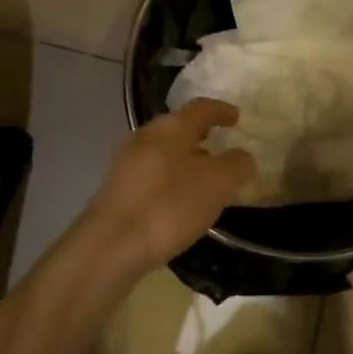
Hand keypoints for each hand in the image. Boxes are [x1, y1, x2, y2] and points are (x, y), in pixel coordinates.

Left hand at [86, 98, 253, 271]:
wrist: (111, 246)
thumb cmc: (169, 205)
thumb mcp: (217, 184)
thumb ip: (236, 165)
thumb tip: (242, 156)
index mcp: (171, 127)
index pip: (201, 107)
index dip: (221, 110)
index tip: (237, 117)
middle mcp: (145, 136)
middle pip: (178, 128)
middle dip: (200, 135)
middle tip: (220, 146)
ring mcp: (125, 163)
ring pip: (162, 152)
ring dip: (184, 160)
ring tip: (203, 179)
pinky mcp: (116, 190)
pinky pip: (150, 175)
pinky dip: (169, 180)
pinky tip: (178, 202)